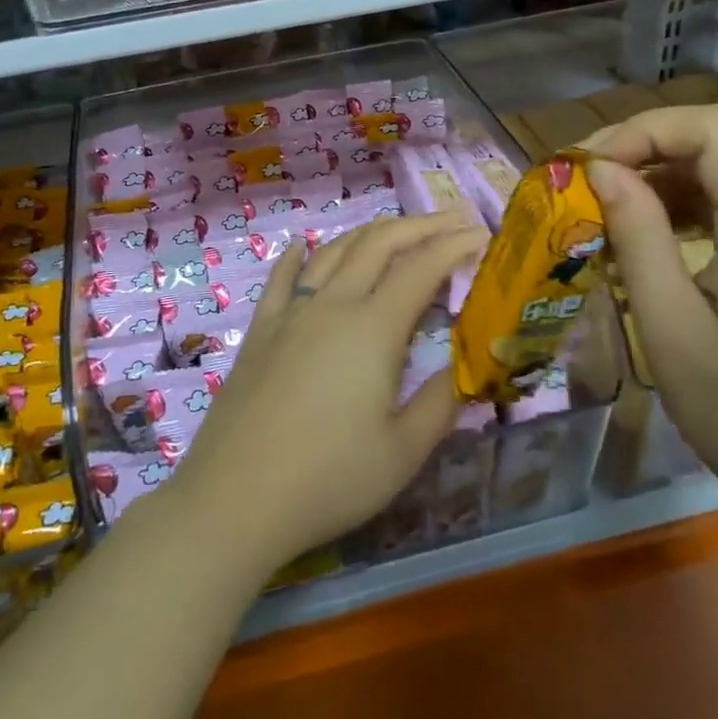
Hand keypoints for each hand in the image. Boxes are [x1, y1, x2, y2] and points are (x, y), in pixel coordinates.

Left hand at [171, 212, 486, 573]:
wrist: (237, 496)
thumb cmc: (329, 479)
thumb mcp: (404, 451)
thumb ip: (442, 402)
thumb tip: (469, 367)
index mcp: (373, 329)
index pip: (421, 268)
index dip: (454, 245)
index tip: (481, 234)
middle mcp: (332, 305)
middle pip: (378, 245)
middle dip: (419, 226)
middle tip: (449, 222)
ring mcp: (290, 313)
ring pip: (333, 252)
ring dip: (368, 234)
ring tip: (394, 231)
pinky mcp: (260, 329)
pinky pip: (281, 278)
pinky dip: (297, 255)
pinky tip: (302, 245)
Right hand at [582, 105, 717, 522]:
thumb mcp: (669, 324)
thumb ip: (637, 234)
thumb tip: (601, 170)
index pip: (709, 128)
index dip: (640, 129)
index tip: (587, 166)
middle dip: (643, 149)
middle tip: (585, 184)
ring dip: (662, 176)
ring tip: (608, 213)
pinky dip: (690, 204)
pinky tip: (654, 238)